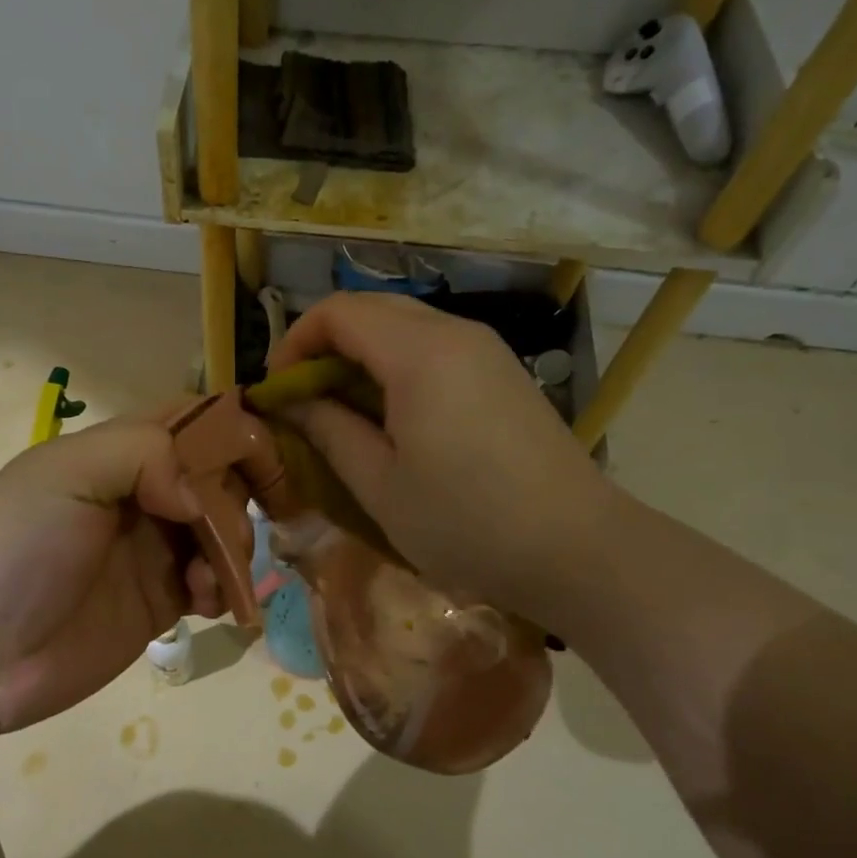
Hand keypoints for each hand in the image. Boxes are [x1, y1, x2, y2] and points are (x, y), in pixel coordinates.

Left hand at [0, 417, 223, 731]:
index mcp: (122, 453)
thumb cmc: (18, 547)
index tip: (265, 458)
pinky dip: (222, 586)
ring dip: (232, 548)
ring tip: (206, 578)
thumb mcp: (68, 473)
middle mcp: (146, 494)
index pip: (194, 421)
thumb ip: (142, 454)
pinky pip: (214, 582)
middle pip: (220, 476)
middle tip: (222, 535)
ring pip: (225, 529)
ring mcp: (155, 548)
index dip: (234, 431)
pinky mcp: (162, 599)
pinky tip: (202, 602)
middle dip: (236, 500)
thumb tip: (196, 496)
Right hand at [271, 292, 616, 624]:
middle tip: (305, 399)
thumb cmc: (466, 522)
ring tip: (345, 411)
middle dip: (325, 345)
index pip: (337, 312)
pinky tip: (395, 416)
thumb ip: (328, 429)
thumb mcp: (380, 484)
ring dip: (361, 355)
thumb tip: (289, 399)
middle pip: (371, 308)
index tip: (279, 391)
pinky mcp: (502, 371)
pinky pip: (434, 346)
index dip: (294, 342)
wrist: (578, 549)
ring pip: (404, 325)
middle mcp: (454, 332)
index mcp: (419, 353)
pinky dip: (397, 365)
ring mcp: (485, 349)